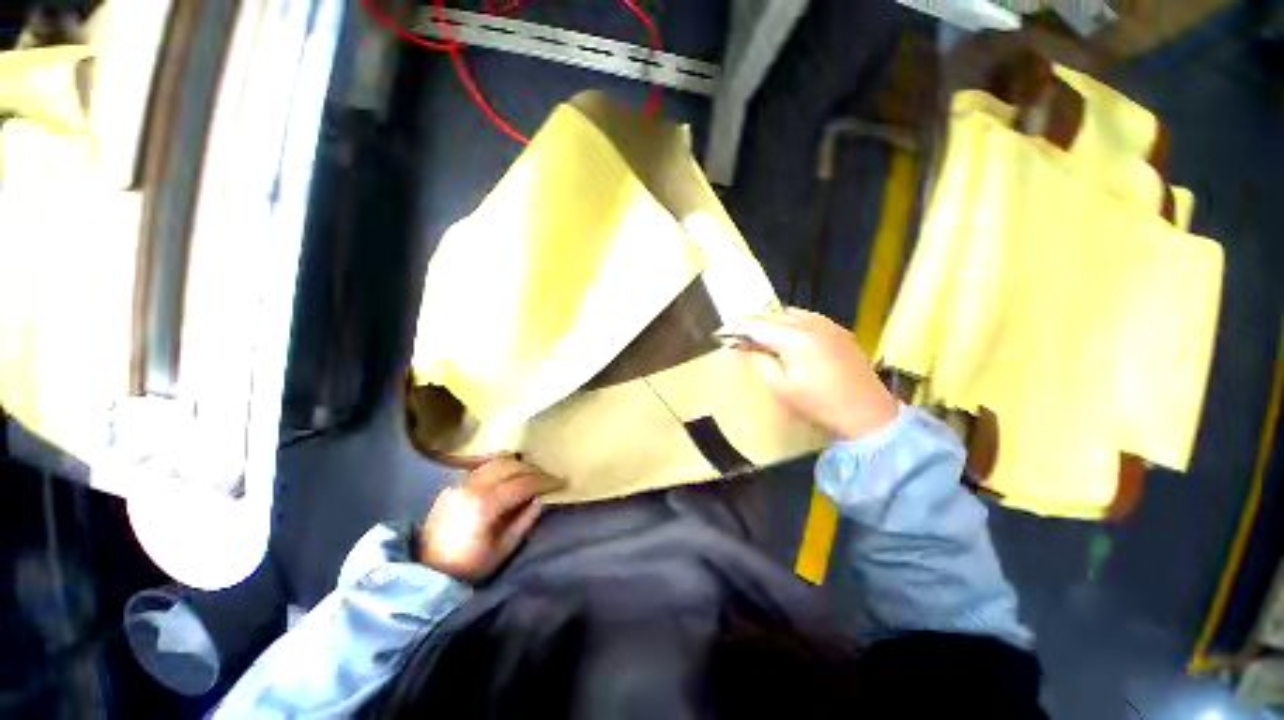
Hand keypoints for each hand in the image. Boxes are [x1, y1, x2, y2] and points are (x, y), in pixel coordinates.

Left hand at [417, 457, 566, 583]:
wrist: (427, 575)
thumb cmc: (469, 567)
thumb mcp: (503, 550)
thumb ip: (524, 520)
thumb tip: (539, 498)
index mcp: (485, 505)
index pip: (523, 483)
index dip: (545, 481)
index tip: (561, 482)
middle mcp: (471, 487)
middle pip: (510, 466)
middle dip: (533, 469)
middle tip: (548, 478)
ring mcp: (459, 484)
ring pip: (495, 462)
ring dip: (517, 465)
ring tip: (531, 474)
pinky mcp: (452, 486)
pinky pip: (481, 469)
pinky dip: (500, 468)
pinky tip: (508, 477)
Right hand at [731, 307, 898, 439]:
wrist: (868, 414)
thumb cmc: (820, 405)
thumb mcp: (782, 389)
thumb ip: (761, 362)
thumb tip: (749, 347)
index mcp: (794, 338)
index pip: (757, 324)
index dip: (739, 329)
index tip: (726, 335)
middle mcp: (811, 323)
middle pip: (772, 314)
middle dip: (754, 323)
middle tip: (742, 338)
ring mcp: (828, 325)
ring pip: (790, 313)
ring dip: (773, 321)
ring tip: (764, 338)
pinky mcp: (839, 330)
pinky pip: (808, 317)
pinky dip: (793, 322)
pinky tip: (791, 337)